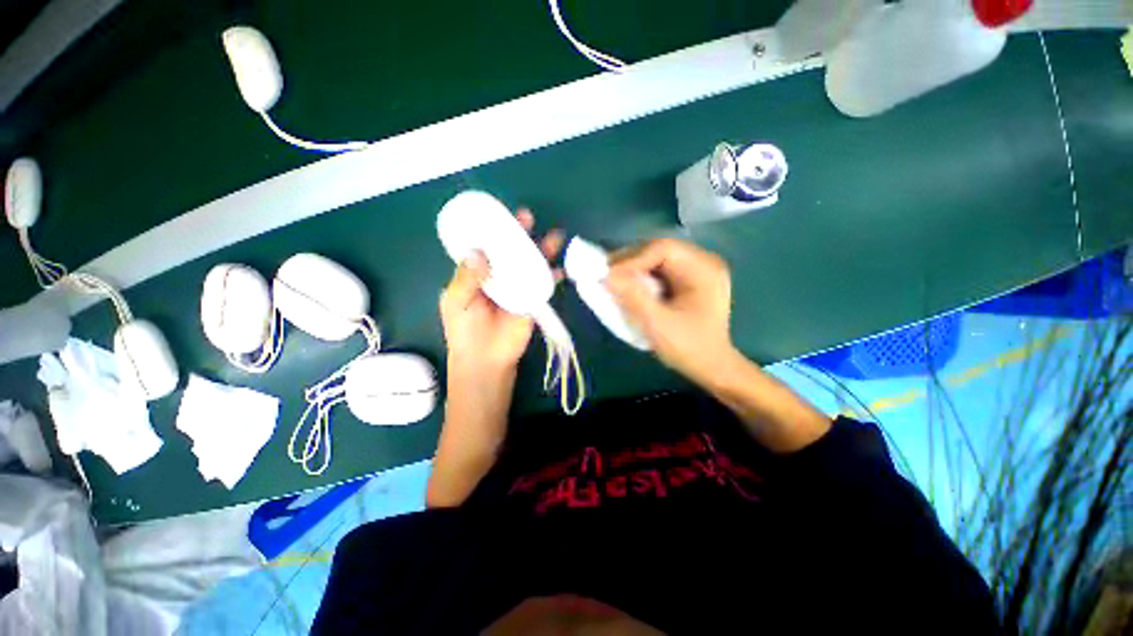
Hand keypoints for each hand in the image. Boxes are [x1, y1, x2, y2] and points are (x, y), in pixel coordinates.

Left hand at [439, 209, 563, 376]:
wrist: (486, 359)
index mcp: (477, 273)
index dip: (493, 230)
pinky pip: (544, 284)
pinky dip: (552, 276)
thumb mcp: (456, 301)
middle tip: (527, 218)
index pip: (486, 245)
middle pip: (511, 250)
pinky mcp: (533, 299)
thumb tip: (479, 252)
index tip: (501, 215)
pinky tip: (559, 270)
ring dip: (542, 250)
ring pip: (530, 263)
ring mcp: (517, 287)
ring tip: (553, 237)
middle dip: (520, 234)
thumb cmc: (465, 331)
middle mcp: (499, 275)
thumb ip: (466, 277)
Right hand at [606, 238, 736, 385]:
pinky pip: (660, 269)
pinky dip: (642, 275)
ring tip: (614, 279)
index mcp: (704, 270)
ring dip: (634, 267)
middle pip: (660, 250)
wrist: (712, 367)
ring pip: (658, 258)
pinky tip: (630, 285)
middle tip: (607, 275)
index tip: (609, 275)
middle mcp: (703, 262)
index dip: (633, 259)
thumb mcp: (658, 324)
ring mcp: (697, 270)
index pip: (663, 249)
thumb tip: (607, 275)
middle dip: (631, 261)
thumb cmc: (689, 348)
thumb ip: (633, 298)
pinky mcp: (689, 280)